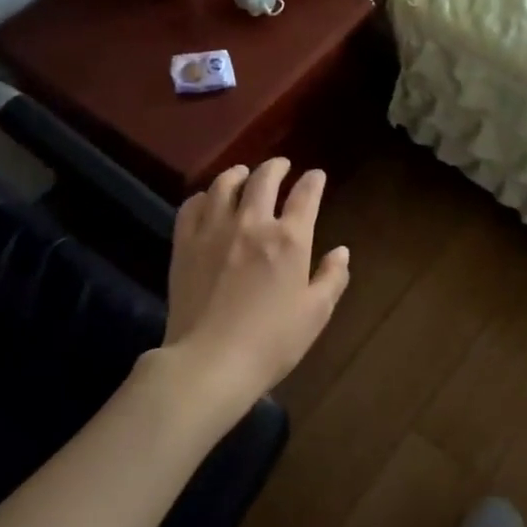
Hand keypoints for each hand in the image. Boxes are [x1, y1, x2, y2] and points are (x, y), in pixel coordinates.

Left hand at [162, 159, 350, 407]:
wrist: (211, 361)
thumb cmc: (272, 341)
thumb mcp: (315, 314)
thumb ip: (332, 278)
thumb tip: (342, 252)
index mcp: (289, 239)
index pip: (305, 196)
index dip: (313, 181)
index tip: (316, 176)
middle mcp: (252, 223)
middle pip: (264, 180)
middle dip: (276, 167)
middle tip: (281, 165)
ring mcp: (214, 230)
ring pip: (225, 185)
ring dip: (238, 174)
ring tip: (243, 174)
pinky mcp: (185, 243)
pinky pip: (192, 205)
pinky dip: (204, 196)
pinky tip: (208, 199)